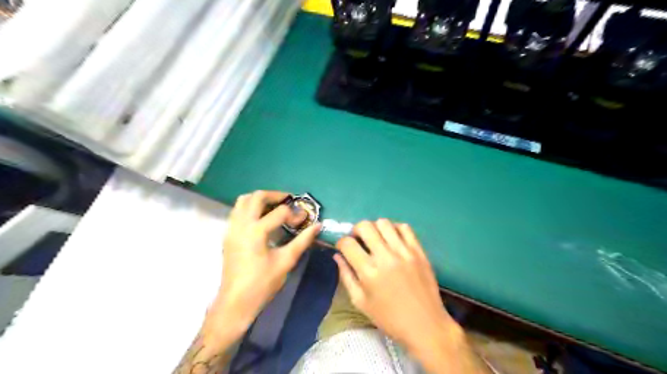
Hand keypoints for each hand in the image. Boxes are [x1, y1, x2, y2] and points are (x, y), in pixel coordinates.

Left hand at [209, 191, 321, 336]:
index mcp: (256, 231)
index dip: (295, 214)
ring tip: (275, 207)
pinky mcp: (228, 234)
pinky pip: (238, 211)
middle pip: (257, 196)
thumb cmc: (262, 283)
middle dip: (276, 196)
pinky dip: (250, 208)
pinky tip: (262, 219)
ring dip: (260, 199)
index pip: (280, 212)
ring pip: (243, 200)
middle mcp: (241, 224)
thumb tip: (318, 225)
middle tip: (289, 202)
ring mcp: (232, 228)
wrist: (235, 301)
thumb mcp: (286, 261)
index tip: (304, 221)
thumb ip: (303, 240)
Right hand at [339, 220, 487, 372]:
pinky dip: (395, 228)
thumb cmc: (389, 318)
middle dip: (356, 230)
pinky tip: (393, 239)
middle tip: (358, 240)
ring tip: (376, 239)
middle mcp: (385, 257)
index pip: (348, 243)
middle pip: (365, 226)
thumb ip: (346, 276)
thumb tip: (337, 256)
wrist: (425, 325)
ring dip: (375, 228)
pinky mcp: (419, 251)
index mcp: (368, 272)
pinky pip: (405, 227)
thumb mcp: (360, 302)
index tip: (343, 248)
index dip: (341, 243)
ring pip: (384, 223)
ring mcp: (404, 251)